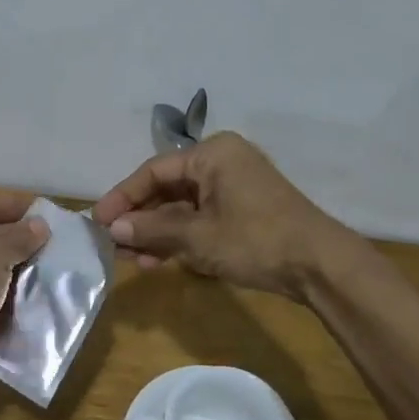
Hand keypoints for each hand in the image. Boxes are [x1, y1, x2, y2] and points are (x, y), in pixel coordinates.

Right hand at [93, 133, 358, 299]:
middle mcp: (222, 162)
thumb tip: (113, 229)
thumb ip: (152, 229)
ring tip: (134, 260)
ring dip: (158, 232)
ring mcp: (235, 186)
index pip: (154, 172)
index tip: (98, 222)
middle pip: (168, 188)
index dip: (123, 197)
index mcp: (212, 154)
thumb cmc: (255, 240)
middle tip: (113, 244)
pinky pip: (202, 217)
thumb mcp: (198, 237)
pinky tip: (160, 260)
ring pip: (183, 206)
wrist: (320, 265)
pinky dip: (181, 237)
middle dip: (140, 218)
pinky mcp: (244, 210)